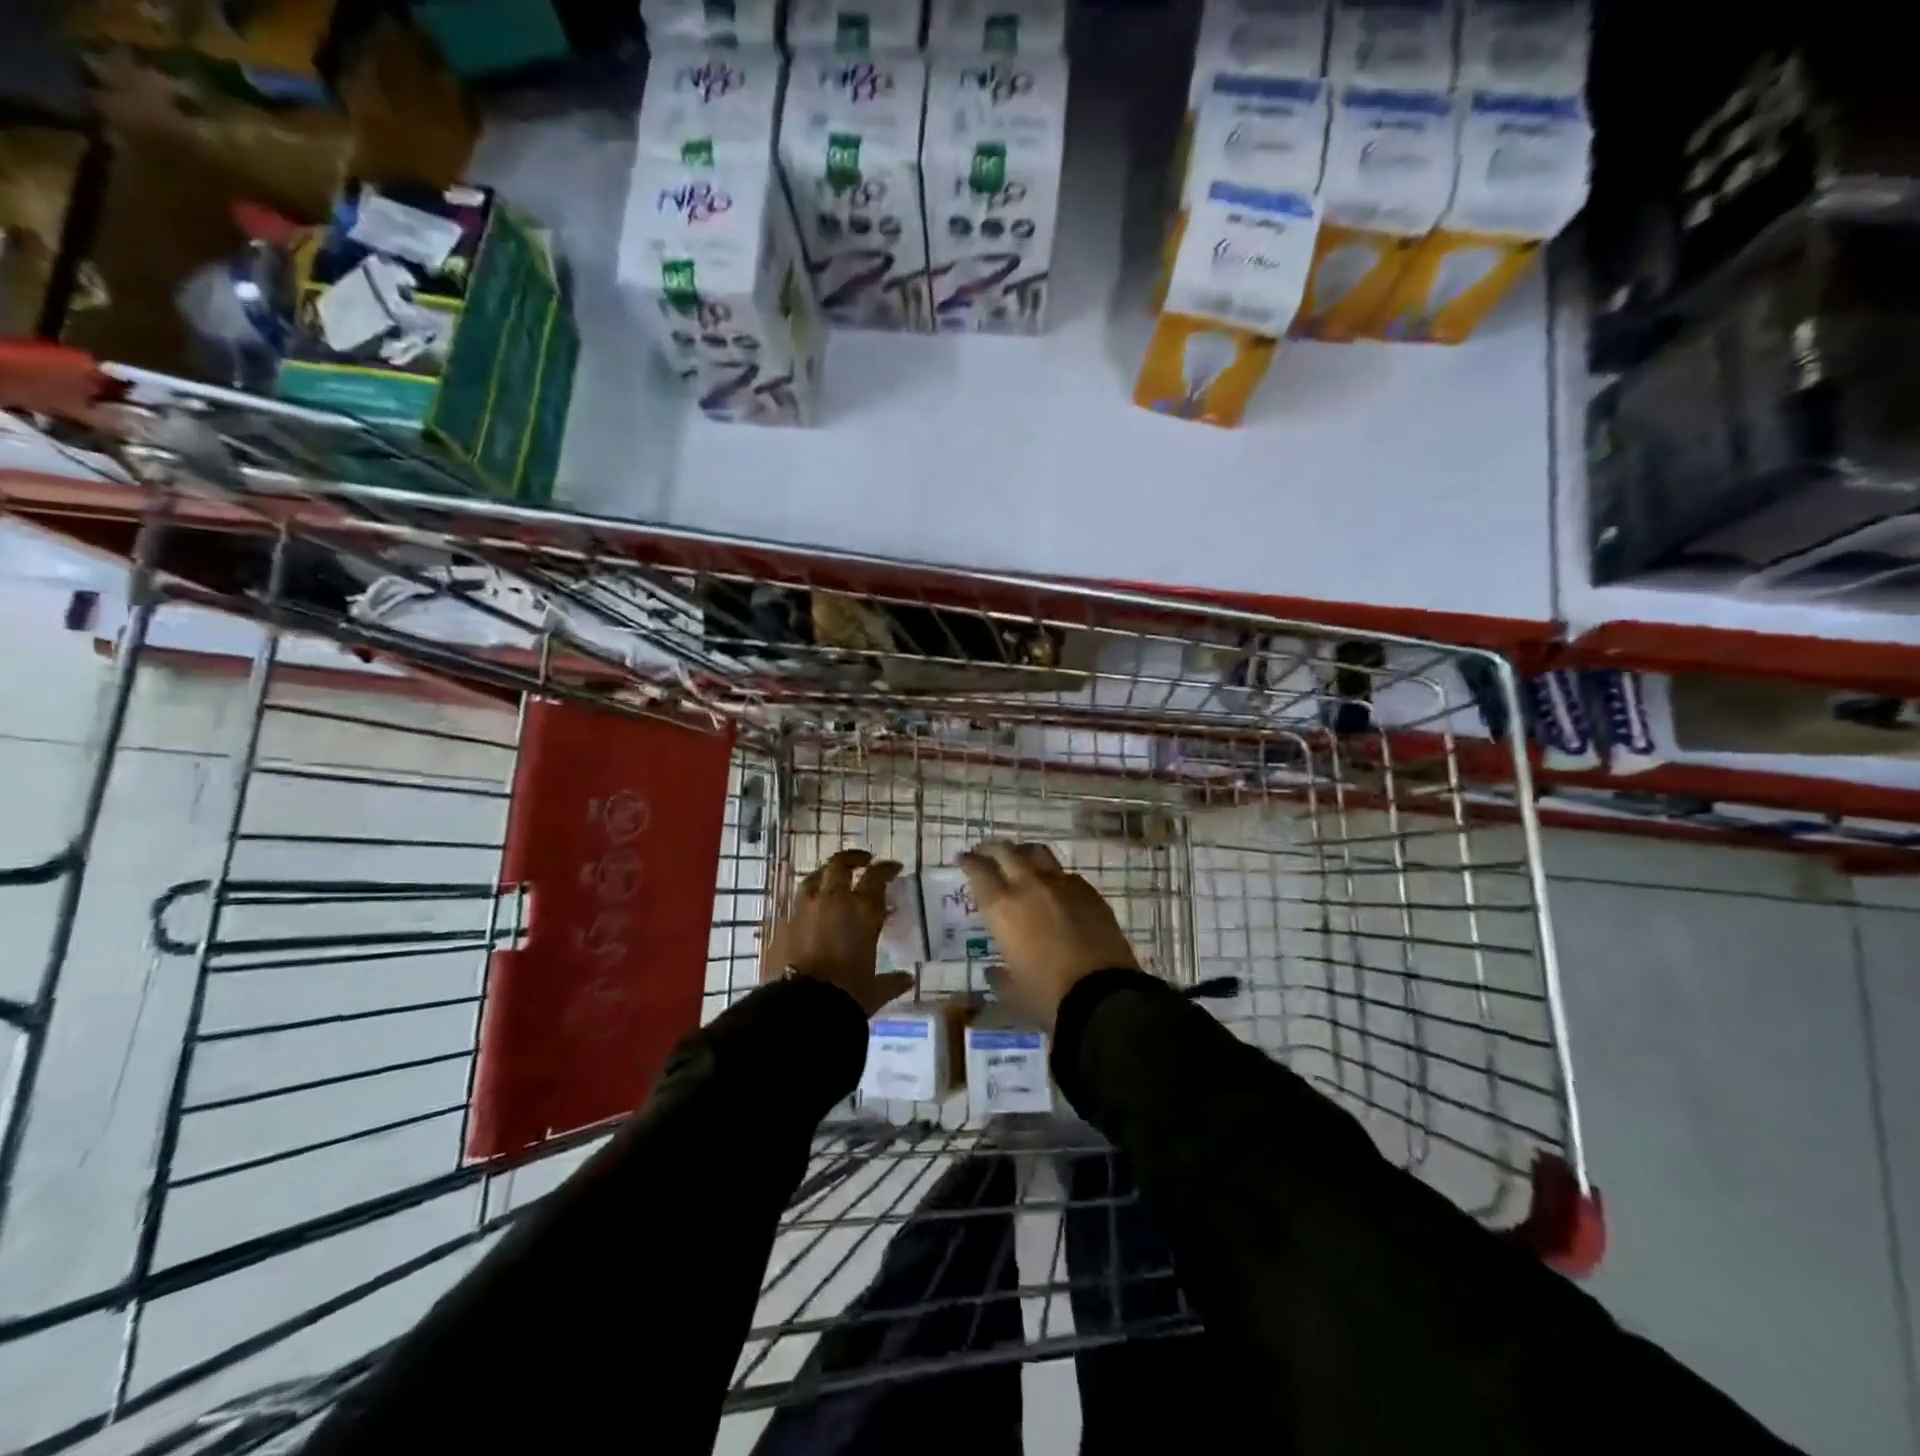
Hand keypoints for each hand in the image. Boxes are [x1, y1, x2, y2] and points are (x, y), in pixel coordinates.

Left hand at [762, 848, 913, 1015]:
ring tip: (833, 880)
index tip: (894, 867)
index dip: (886, 869)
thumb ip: (891, 980)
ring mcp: (804, 910)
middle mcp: (832, 901)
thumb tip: (908, 979)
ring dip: (826, 875)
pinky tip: (811, 911)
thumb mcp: (875, 989)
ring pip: (814, 878)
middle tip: (864, 861)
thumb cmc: (847, 995)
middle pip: (840, 865)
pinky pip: (796, 903)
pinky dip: (808, 902)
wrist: (802, 1008)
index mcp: (861, 910)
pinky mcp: (782, 925)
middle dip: (853, 859)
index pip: (876, 877)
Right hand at [959, 841, 1138, 1028]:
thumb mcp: (1012, 992)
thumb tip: (993, 972)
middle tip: (986, 852)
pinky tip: (1055, 887)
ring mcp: (1062, 884)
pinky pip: (1065, 874)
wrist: (1102, 994)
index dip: (968, 862)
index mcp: (1002, 908)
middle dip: (992, 849)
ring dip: (1023, 852)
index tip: (963, 859)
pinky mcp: (1089, 891)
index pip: (978, 871)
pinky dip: (1053, 875)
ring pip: (1037, 853)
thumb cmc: (1047, 995)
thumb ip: (999, 977)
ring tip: (1020, 858)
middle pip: (1006, 851)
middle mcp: (1028, 886)